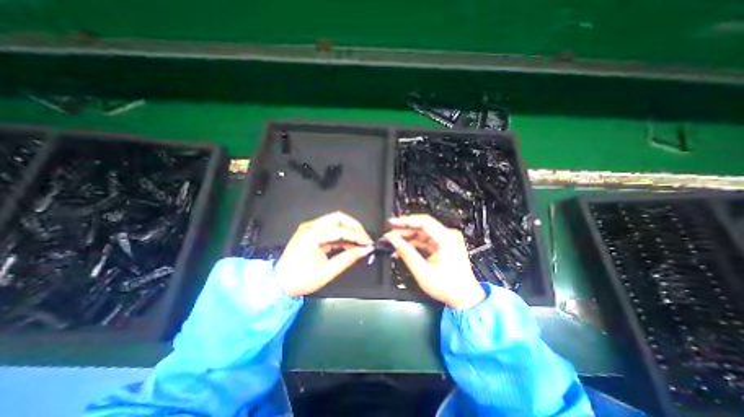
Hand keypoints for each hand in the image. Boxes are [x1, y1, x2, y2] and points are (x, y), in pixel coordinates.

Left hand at [275, 211, 372, 296]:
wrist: (278, 284)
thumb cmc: (301, 280)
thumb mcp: (327, 271)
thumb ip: (348, 258)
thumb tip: (365, 250)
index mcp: (312, 235)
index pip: (341, 230)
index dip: (358, 236)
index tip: (369, 243)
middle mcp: (311, 226)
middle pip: (338, 218)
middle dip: (354, 227)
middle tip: (365, 238)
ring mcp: (310, 228)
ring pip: (335, 222)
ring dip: (349, 230)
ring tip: (360, 242)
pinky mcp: (312, 233)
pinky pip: (330, 230)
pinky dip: (341, 236)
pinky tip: (350, 244)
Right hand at [383, 215, 488, 308]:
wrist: (464, 298)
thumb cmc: (448, 287)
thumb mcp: (423, 271)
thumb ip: (406, 253)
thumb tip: (393, 240)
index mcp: (447, 238)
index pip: (424, 221)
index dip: (406, 220)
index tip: (392, 222)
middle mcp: (448, 236)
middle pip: (422, 226)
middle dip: (404, 230)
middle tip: (389, 234)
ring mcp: (446, 240)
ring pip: (422, 233)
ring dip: (407, 237)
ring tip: (393, 243)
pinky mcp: (443, 246)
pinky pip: (425, 240)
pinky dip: (414, 244)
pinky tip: (402, 249)